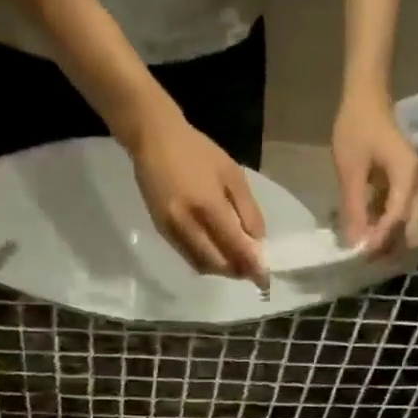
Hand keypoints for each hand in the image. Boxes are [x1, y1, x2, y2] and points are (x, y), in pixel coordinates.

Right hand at [127, 102, 268, 287]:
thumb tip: (258, 242)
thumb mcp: (232, 174)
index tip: (264, 278)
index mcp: (208, 205)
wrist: (153, 139)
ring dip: (220, 270)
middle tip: (251, 272)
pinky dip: (205, 261)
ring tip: (236, 265)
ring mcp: (171, 228)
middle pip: (216, 262)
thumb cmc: (197, 151)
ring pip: (200, 264)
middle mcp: (187, 222)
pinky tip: (216, 254)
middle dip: (236, 271)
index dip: (251, 265)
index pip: (234, 245)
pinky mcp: (161, 230)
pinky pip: (187, 256)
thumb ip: (247, 210)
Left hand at [332, 90, 417, 255]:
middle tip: (367, 259)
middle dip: (391, 244)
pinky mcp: (406, 183)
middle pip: (411, 224)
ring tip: (365, 250)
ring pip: (407, 220)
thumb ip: (354, 206)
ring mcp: (414, 183)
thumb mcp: (350, 169)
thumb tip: (355, 241)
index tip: (361, 253)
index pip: (397, 216)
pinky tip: (366, 230)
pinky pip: (400, 210)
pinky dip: (385, 223)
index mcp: (408, 175)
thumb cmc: (357, 127)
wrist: (367, 96)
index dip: (380, 238)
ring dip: (388, 236)